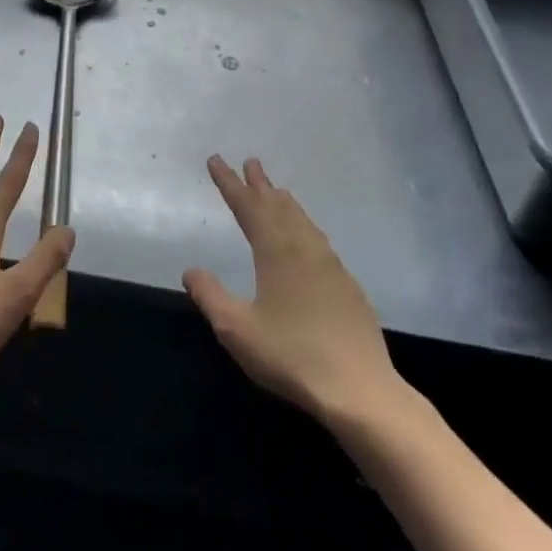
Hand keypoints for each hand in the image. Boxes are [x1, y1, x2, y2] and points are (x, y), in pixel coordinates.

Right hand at [184, 156, 403, 426]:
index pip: (247, 207)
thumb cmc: (292, 357)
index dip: (229, 183)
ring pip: (302, 220)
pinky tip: (306, 236)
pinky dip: (304, 224)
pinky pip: (318, 239)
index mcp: (276, 252)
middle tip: (250, 162)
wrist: (360, 389)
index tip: (216, 160)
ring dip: (284, 202)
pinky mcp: (346, 285)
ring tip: (276, 190)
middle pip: (278, 206)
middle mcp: (304, 248)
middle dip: (260, 184)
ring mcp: (330, 265)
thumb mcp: (237, 330)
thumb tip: (191, 269)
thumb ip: (211, 296)